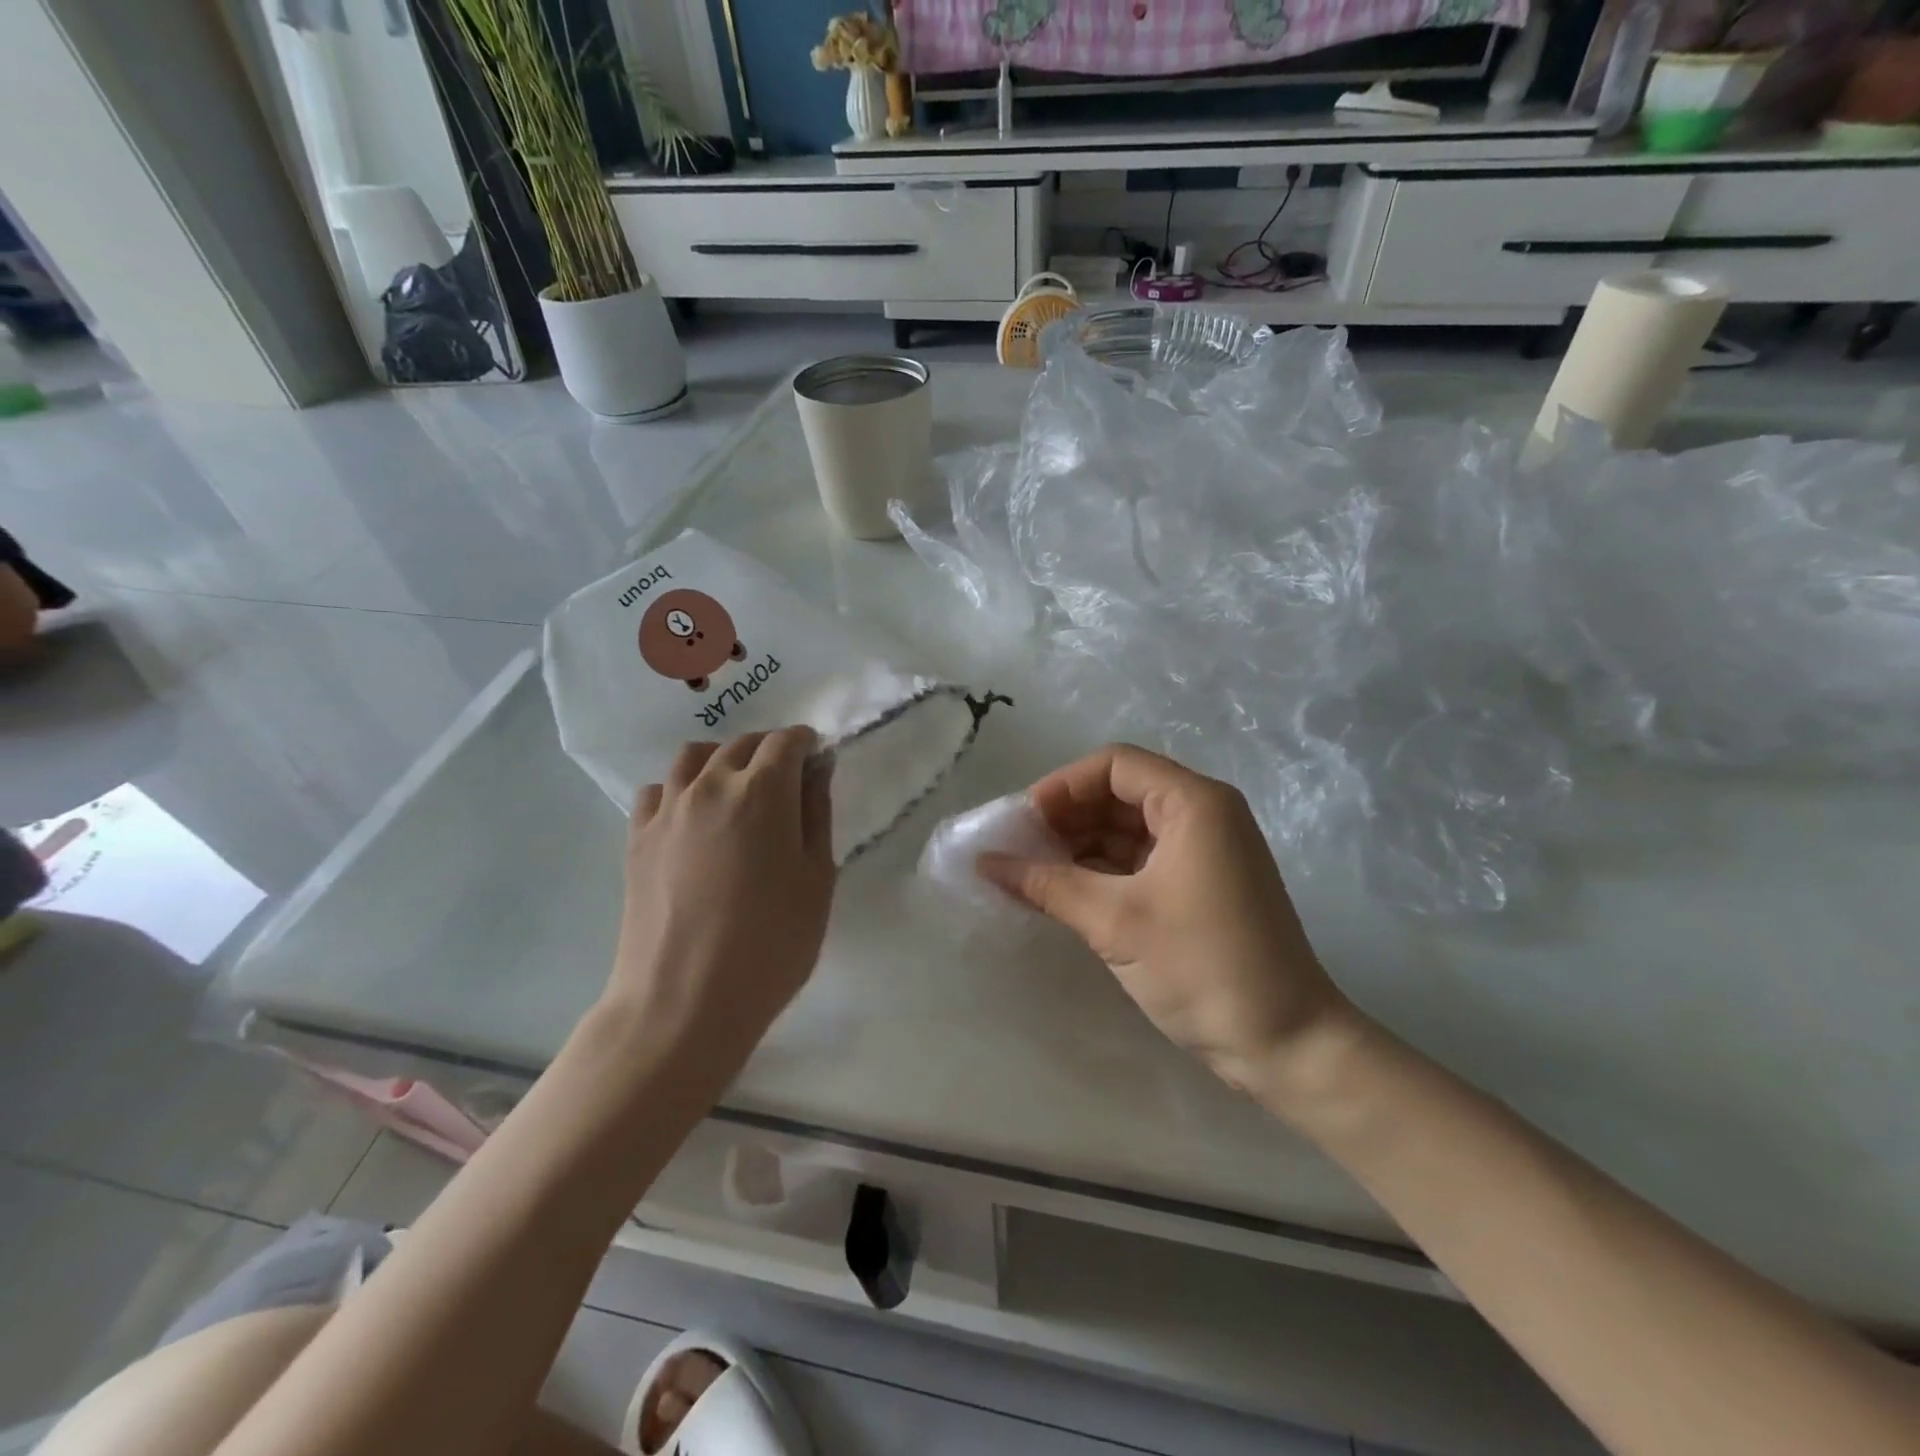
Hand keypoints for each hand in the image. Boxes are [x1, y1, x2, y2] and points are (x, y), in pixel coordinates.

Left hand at [610, 729, 835, 1074]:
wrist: (683, 1002)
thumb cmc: (771, 944)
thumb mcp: (816, 880)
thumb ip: (817, 815)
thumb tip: (818, 770)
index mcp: (762, 792)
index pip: (785, 741)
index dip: (806, 744)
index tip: (818, 761)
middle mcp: (710, 786)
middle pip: (741, 744)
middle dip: (769, 750)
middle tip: (787, 781)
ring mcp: (667, 810)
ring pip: (694, 757)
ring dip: (723, 760)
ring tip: (738, 791)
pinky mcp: (637, 837)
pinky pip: (658, 790)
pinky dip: (680, 789)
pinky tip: (694, 818)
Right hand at [979, 744, 1355, 1095]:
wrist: (1286, 1045)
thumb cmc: (1203, 967)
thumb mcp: (1115, 922)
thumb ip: (1047, 885)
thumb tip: (985, 863)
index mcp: (1194, 803)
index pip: (1114, 765)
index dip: (1063, 786)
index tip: (1024, 822)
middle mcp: (1204, 815)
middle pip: (1121, 792)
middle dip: (1068, 816)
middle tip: (1021, 848)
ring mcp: (1206, 851)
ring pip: (1129, 828)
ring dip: (1082, 845)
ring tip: (1034, 872)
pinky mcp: (1202, 886)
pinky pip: (1142, 860)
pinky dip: (1103, 870)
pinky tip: (1066, 891)